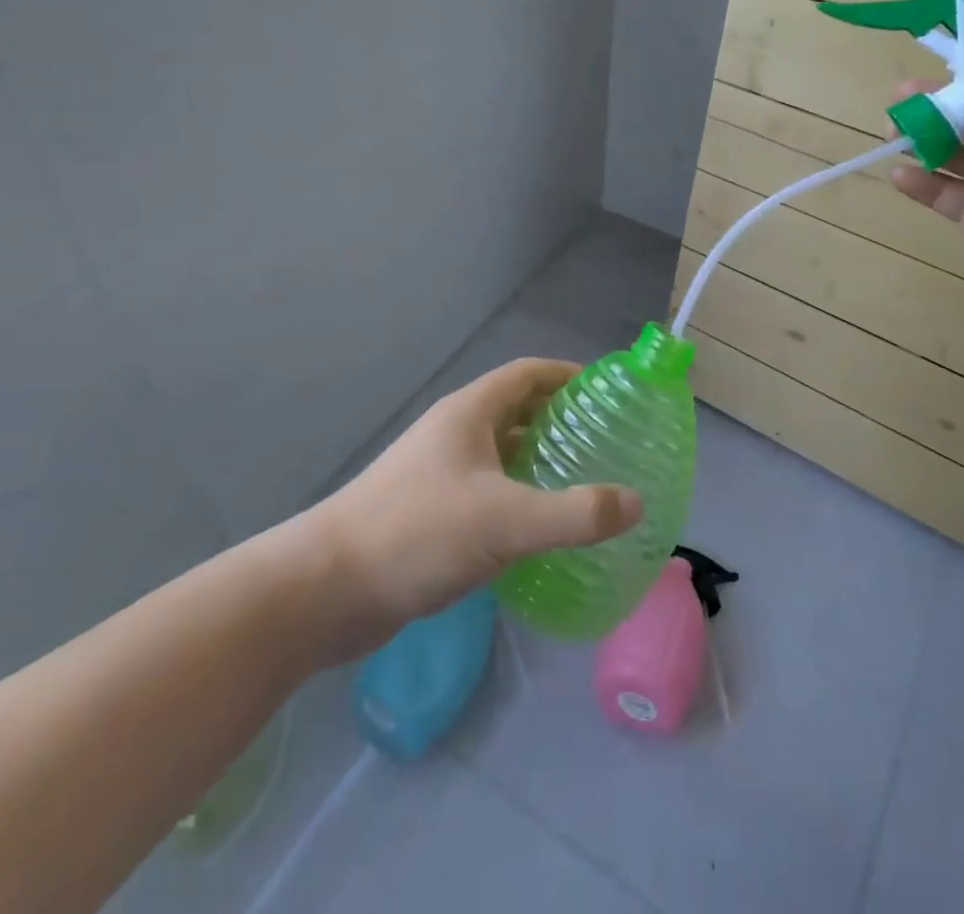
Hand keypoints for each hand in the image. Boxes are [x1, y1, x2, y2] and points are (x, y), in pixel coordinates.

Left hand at [316, 359, 641, 647]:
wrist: (327, 590)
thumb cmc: (418, 533)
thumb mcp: (506, 520)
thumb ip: (575, 512)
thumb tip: (636, 502)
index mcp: (469, 414)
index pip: (528, 374)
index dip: (568, 375)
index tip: (607, 392)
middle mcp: (454, 434)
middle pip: (516, 411)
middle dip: (559, 420)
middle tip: (606, 442)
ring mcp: (438, 473)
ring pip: (501, 455)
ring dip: (539, 462)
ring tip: (584, 483)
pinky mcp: (429, 512)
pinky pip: (487, 491)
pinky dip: (517, 498)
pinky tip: (541, 530)